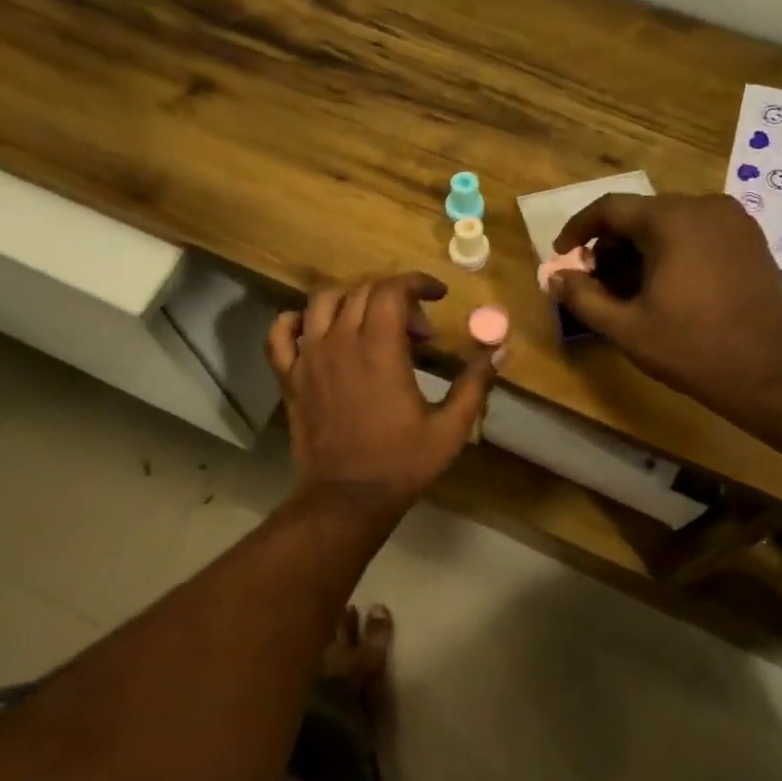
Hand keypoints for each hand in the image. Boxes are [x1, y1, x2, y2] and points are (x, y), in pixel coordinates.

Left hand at [267, 273, 499, 517]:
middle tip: (418, 332)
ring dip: (351, 299)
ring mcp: (309, 358)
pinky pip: (281, 333)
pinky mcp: (290, 378)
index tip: (438, 295)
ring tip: (371, 321)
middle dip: (395, 298)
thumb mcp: (450, 427)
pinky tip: (315, 330)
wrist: (347, 497)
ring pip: (322, 302)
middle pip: (362, 291)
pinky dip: (296, 321)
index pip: (393, 289)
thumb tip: (500, 349)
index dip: (418, 283)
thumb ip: (474, 383)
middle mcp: (340, 342)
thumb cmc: (402, 463)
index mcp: (380, 348)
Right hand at [549, 193, 781, 426]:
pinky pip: (698, 235)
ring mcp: (734, 222)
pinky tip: (662, 289)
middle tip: (592, 281)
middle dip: (610, 245)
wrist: (769, 373)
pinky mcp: (751, 241)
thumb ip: (583, 298)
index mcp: (673, 220)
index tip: (561, 255)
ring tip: (624, 291)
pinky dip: (671, 253)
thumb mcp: (626, 328)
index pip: (611, 208)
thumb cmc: (691, 348)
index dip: (578, 229)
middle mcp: (705, 207)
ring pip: (671, 224)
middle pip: (642, 215)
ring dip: (639, 251)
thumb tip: (553, 278)